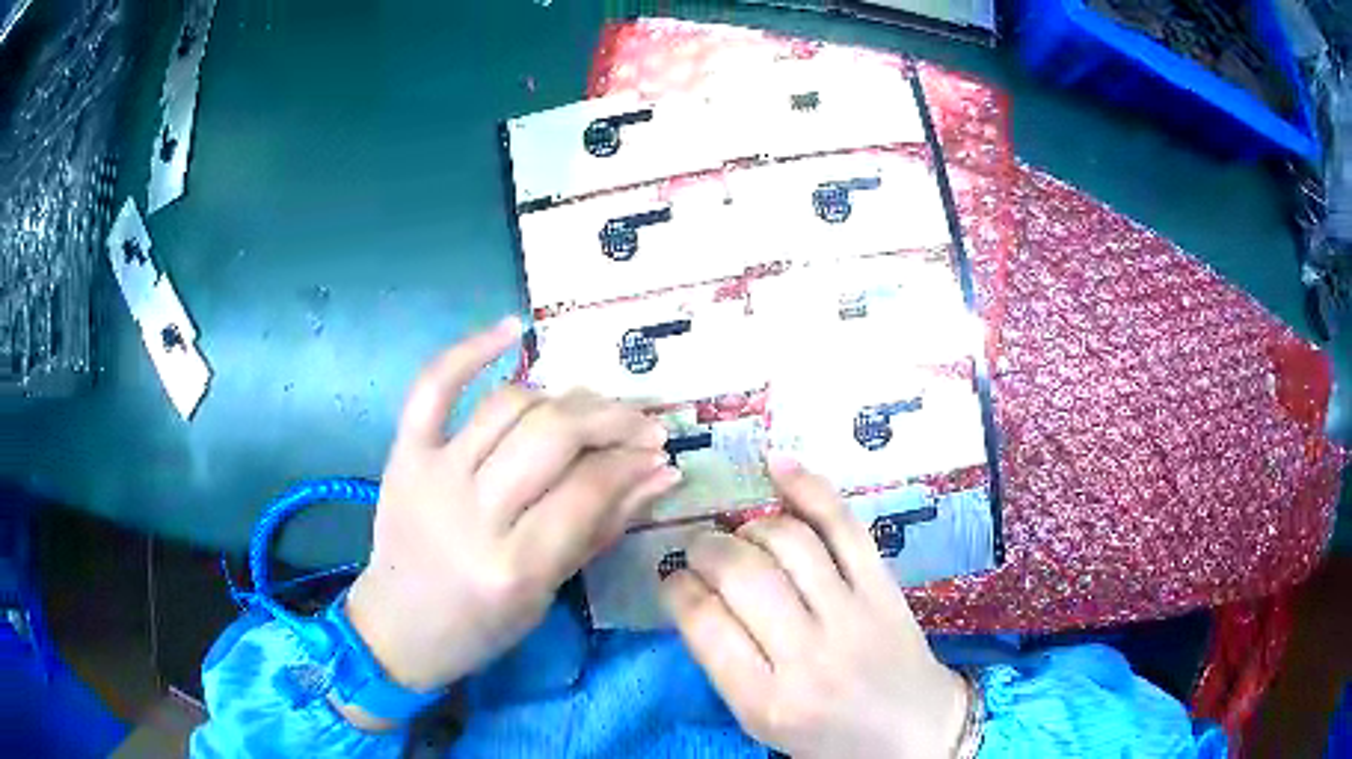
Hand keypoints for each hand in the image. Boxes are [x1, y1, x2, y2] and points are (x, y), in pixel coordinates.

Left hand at [345, 318, 680, 705]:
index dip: (632, 462)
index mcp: (512, 565)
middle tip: (640, 424)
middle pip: (552, 436)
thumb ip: (603, 527)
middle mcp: (471, 513)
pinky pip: (433, 387)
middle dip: (609, 421)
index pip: (587, 489)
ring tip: (590, 409)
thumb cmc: (480, 627)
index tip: (659, 452)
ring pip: (509, 406)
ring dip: (562, 397)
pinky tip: (511, 329)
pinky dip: (469, 351)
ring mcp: (431, 475)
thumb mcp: (548, 592)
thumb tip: (660, 474)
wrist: (397, 627)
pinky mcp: (403, 454)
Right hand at [661, 455, 967, 758]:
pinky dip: (808, 488)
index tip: (674, 578)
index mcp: (765, 700)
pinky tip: (778, 467)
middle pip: (742, 574)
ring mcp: (852, 615)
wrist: (914, 732)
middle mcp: (807, 655)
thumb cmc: (828, 737)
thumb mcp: (761, 721)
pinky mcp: (883, 588)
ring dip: (750, 525)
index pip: (703, 622)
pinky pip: (844, 526)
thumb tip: (695, 594)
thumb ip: (725, 664)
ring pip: (789, 541)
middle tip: (700, 551)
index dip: (677, 586)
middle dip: (706, 549)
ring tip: (741, 533)